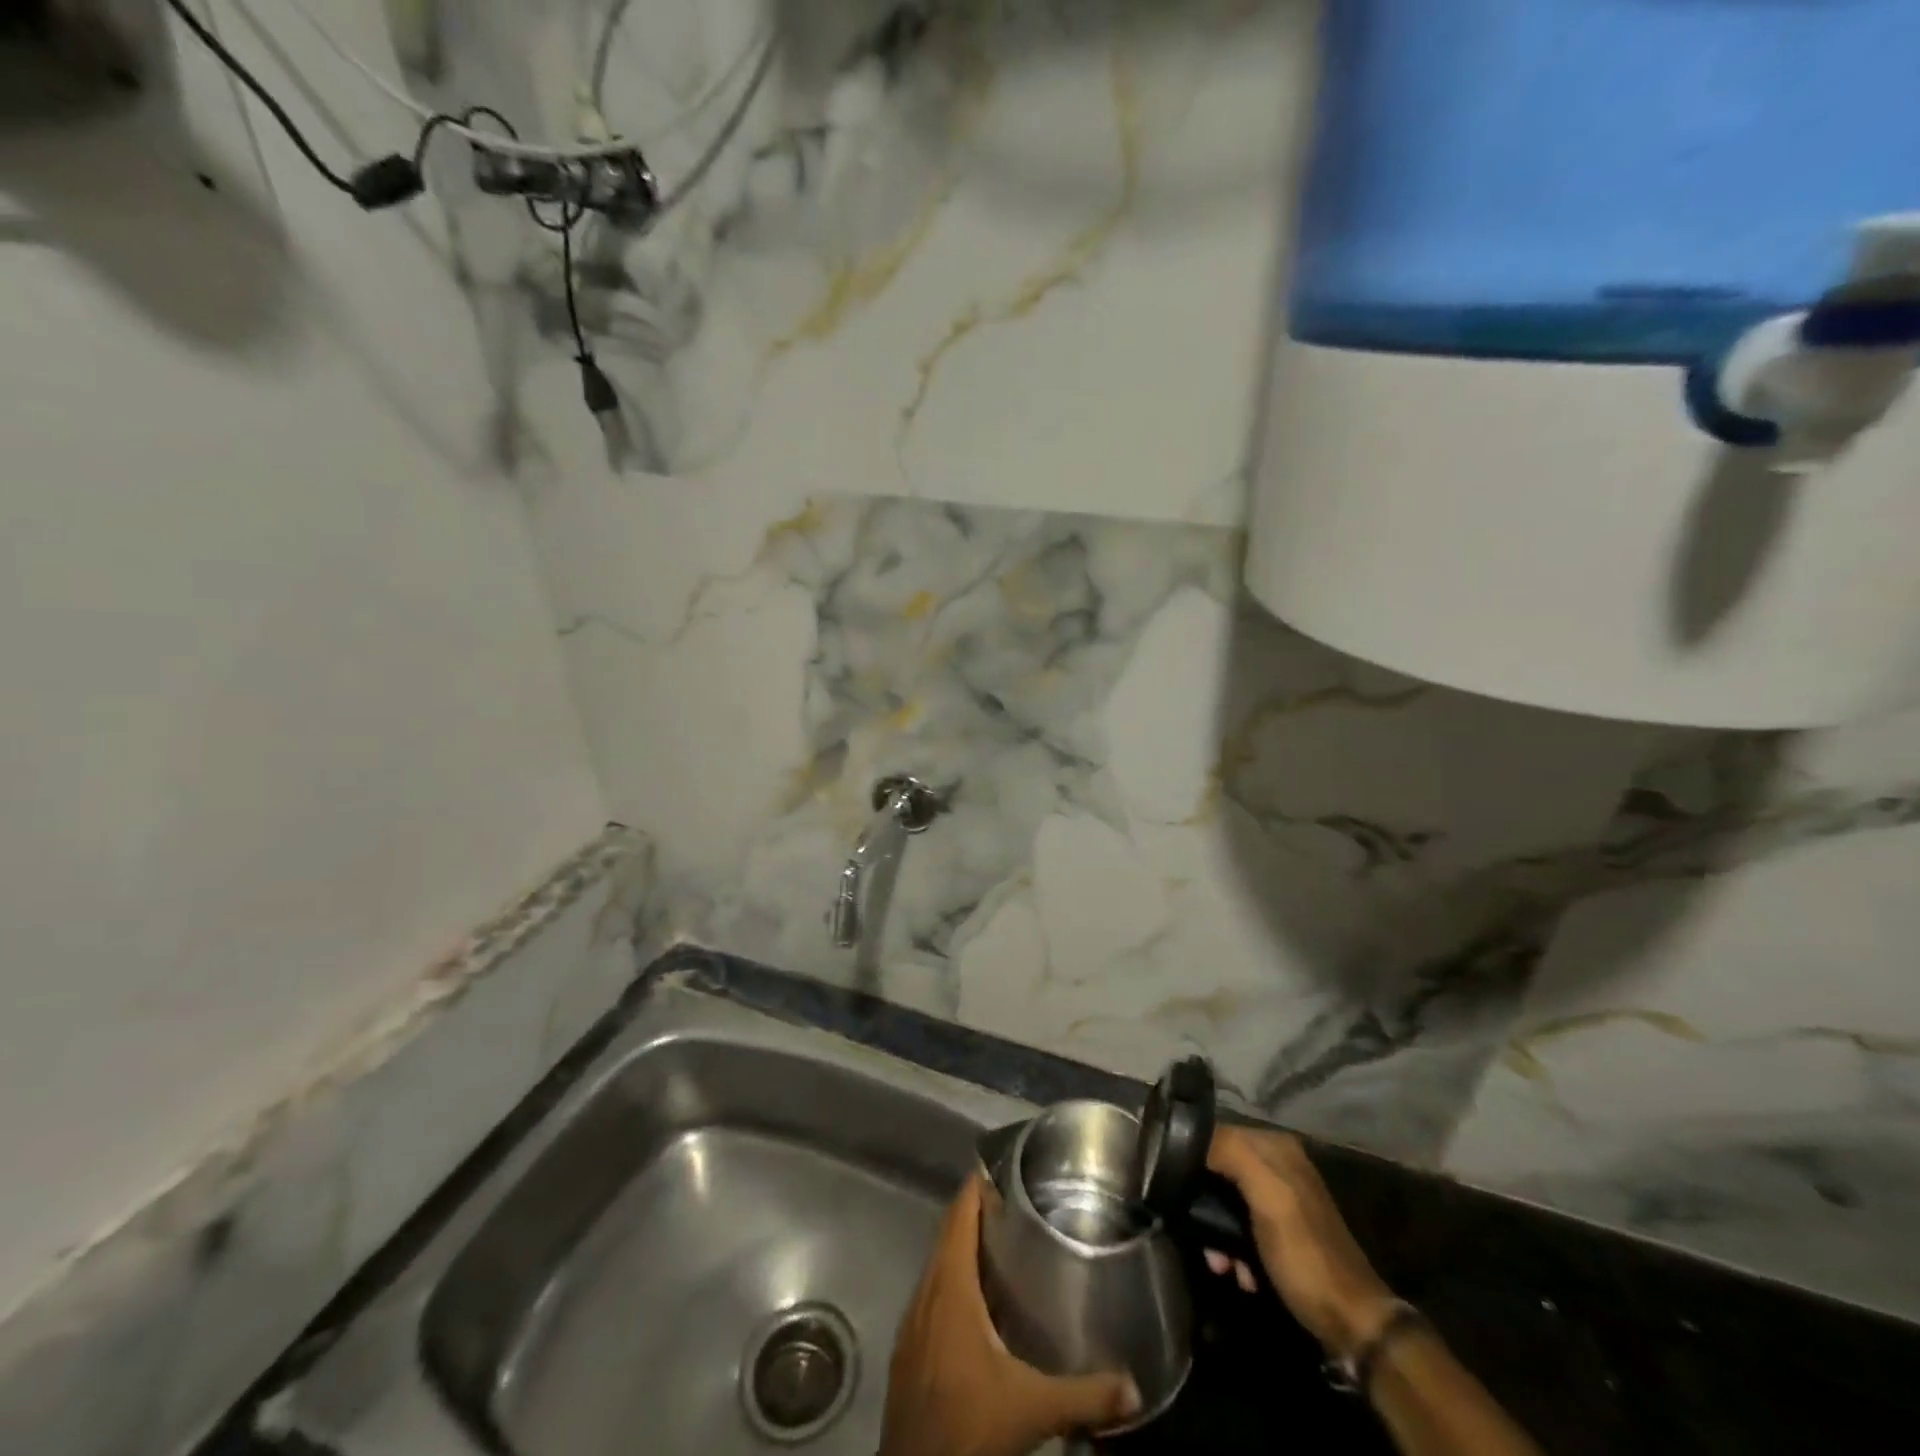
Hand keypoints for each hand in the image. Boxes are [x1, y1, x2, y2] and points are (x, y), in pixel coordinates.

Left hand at [879, 1173, 1140, 1455]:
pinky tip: (978, 1298)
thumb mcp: (1032, 1408)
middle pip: (948, 1234)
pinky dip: (952, 1278)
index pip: (960, 1216)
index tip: (1002, 1166)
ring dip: (962, 1245)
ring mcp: (912, 1320)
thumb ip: (1084, 1394)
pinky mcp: (908, 1346)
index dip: (977, 1187)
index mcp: (950, 1287)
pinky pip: (931, 1292)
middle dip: (976, 1212)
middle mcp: (926, 1292)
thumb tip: (1133, 1387)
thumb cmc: (969, 1425)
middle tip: (1015, 1200)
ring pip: (937, 1263)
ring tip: (1001, 1240)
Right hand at [1206, 1126, 1398, 1362]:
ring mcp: (1281, 1199)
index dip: (1194, 1159)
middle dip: (1205, 1203)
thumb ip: (1233, 1154)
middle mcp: (1278, 1165)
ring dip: (1217, 1232)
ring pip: (1227, 1201)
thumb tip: (1190, 1136)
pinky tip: (1239, 1273)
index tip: (1176, 1191)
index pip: (1217, 1134)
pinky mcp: (1281, 1232)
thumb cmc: (1305, 1256)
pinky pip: (1242, 1226)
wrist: (1352, 1324)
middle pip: (1220, 1170)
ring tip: (1220, 1263)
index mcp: (1276, 1147)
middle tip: (1201, 1237)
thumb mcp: (1269, 1198)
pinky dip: (1234, 1248)